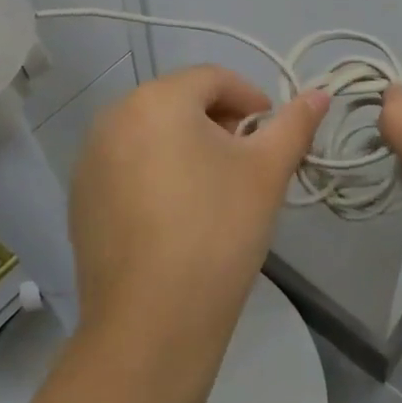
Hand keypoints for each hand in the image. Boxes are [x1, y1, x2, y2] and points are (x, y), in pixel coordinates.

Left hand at [68, 65, 328, 351]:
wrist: (152, 323)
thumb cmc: (218, 231)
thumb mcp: (267, 172)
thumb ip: (295, 124)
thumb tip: (320, 94)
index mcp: (157, 100)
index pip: (214, 79)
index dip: (251, 99)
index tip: (271, 135)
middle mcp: (113, 118)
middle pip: (179, 102)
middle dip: (219, 124)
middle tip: (247, 164)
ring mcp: (90, 160)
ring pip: (152, 134)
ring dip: (187, 148)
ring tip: (215, 191)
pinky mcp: (81, 199)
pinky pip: (127, 167)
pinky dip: (156, 174)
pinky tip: (177, 217)